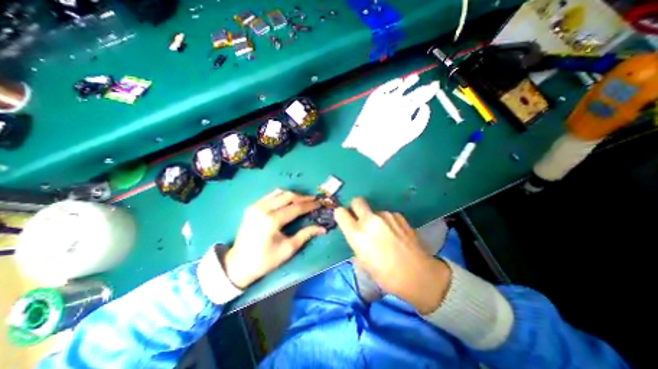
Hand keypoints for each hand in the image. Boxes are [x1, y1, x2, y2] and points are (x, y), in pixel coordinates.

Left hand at [224, 190, 324, 287]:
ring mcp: (256, 206)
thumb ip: (305, 234)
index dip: (309, 205)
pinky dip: (282, 196)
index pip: (296, 207)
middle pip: (287, 196)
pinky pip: (270, 195)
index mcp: (272, 220)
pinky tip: (288, 201)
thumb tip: (322, 228)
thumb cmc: (265, 260)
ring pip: (279, 192)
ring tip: (303, 200)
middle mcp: (263, 209)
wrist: (238, 265)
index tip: (319, 203)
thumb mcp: (288, 249)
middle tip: (313, 200)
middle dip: (302, 197)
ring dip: (292, 195)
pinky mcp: (252, 207)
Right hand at [336, 197, 449, 312]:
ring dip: (374, 218)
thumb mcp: (363, 261)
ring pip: (373, 210)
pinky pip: (387, 215)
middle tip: (360, 219)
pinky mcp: (399, 215)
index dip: (341, 215)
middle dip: (356, 207)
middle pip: (357, 201)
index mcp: (357, 233)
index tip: (345, 220)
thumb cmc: (385, 274)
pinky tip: (395, 234)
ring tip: (384, 234)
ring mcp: (386, 215)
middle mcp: (370, 220)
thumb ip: (356, 242)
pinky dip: (387, 221)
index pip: (340, 212)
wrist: (417, 274)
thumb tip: (356, 234)